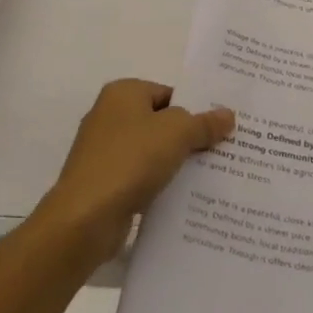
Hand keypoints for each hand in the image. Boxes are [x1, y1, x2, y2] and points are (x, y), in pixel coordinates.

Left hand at [39, 79, 234, 262]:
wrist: (85, 219)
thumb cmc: (131, 160)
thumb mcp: (177, 133)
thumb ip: (204, 123)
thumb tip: (228, 115)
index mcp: (123, 93)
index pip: (169, 94)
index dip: (196, 109)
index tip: (222, 127)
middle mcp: (109, 116)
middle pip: (161, 122)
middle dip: (190, 137)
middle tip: (224, 149)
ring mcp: (104, 152)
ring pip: (152, 152)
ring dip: (176, 163)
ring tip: (212, 175)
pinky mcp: (103, 183)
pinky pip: (141, 177)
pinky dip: (159, 185)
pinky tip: (185, 198)